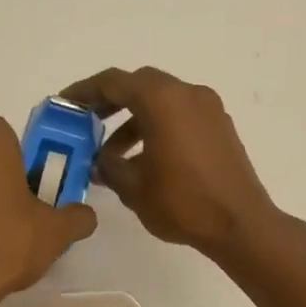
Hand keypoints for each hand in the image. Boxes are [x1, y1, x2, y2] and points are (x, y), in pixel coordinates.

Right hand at [60, 67, 281, 256]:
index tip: (64, 105)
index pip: (113, 82)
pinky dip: (157, 127)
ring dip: (134, 120)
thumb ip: (108, 166)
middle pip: (139, 85)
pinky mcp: (220, 127)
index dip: (84, 91)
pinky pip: (180, 115)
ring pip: (161, 101)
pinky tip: (145, 161)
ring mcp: (208, 109)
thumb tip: (98, 160)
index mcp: (162, 100)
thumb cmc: (182, 202)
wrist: (241, 225)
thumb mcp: (133, 187)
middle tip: (87, 123)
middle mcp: (187, 94)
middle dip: (110, 102)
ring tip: (113, 155)